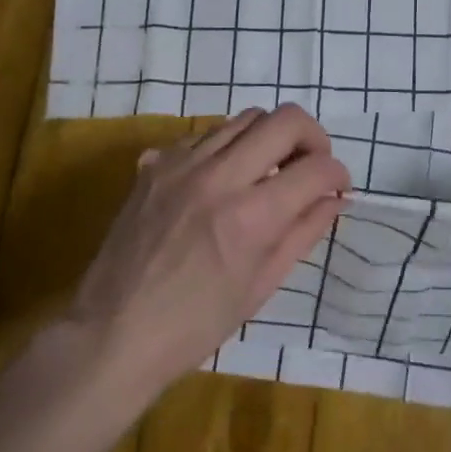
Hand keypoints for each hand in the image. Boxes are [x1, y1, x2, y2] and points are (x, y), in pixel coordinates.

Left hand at [65, 104, 350, 399]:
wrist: (112, 333)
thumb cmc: (195, 325)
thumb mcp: (261, 286)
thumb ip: (303, 232)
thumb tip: (335, 198)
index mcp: (251, 217)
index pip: (316, 167)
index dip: (338, 174)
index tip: (338, 187)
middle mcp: (219, 176)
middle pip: (285, 119)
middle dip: (312, 138)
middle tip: (311, 165)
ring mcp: (181, 164)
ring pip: (244, 118)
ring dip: (268, 139)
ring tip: (268, 170)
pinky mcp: (155, 164)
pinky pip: (204, 136)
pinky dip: (226, 148)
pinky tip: (223, 180)